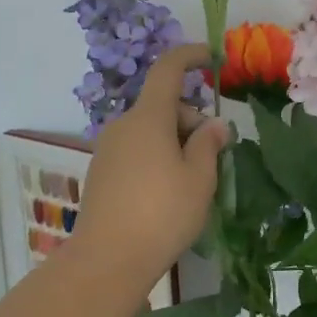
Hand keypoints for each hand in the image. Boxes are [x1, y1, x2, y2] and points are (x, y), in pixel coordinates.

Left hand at [72, 47, 229, 289]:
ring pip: (150, 130)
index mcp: (148, 118)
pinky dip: (157, 157)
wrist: (107, 260)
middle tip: (215, 154)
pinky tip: (168, 193)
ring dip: (175, 141)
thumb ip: (208, 144)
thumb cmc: (162, 214)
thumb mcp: (199, 178)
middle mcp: (123, 126)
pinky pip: (136, 150)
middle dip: (192, 119)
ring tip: (194, 181)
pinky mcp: (101, 173)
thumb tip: (213, 124)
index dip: (190, 57)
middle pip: (162, 106)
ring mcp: (108, 150)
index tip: (212, 57)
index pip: (167, 70)